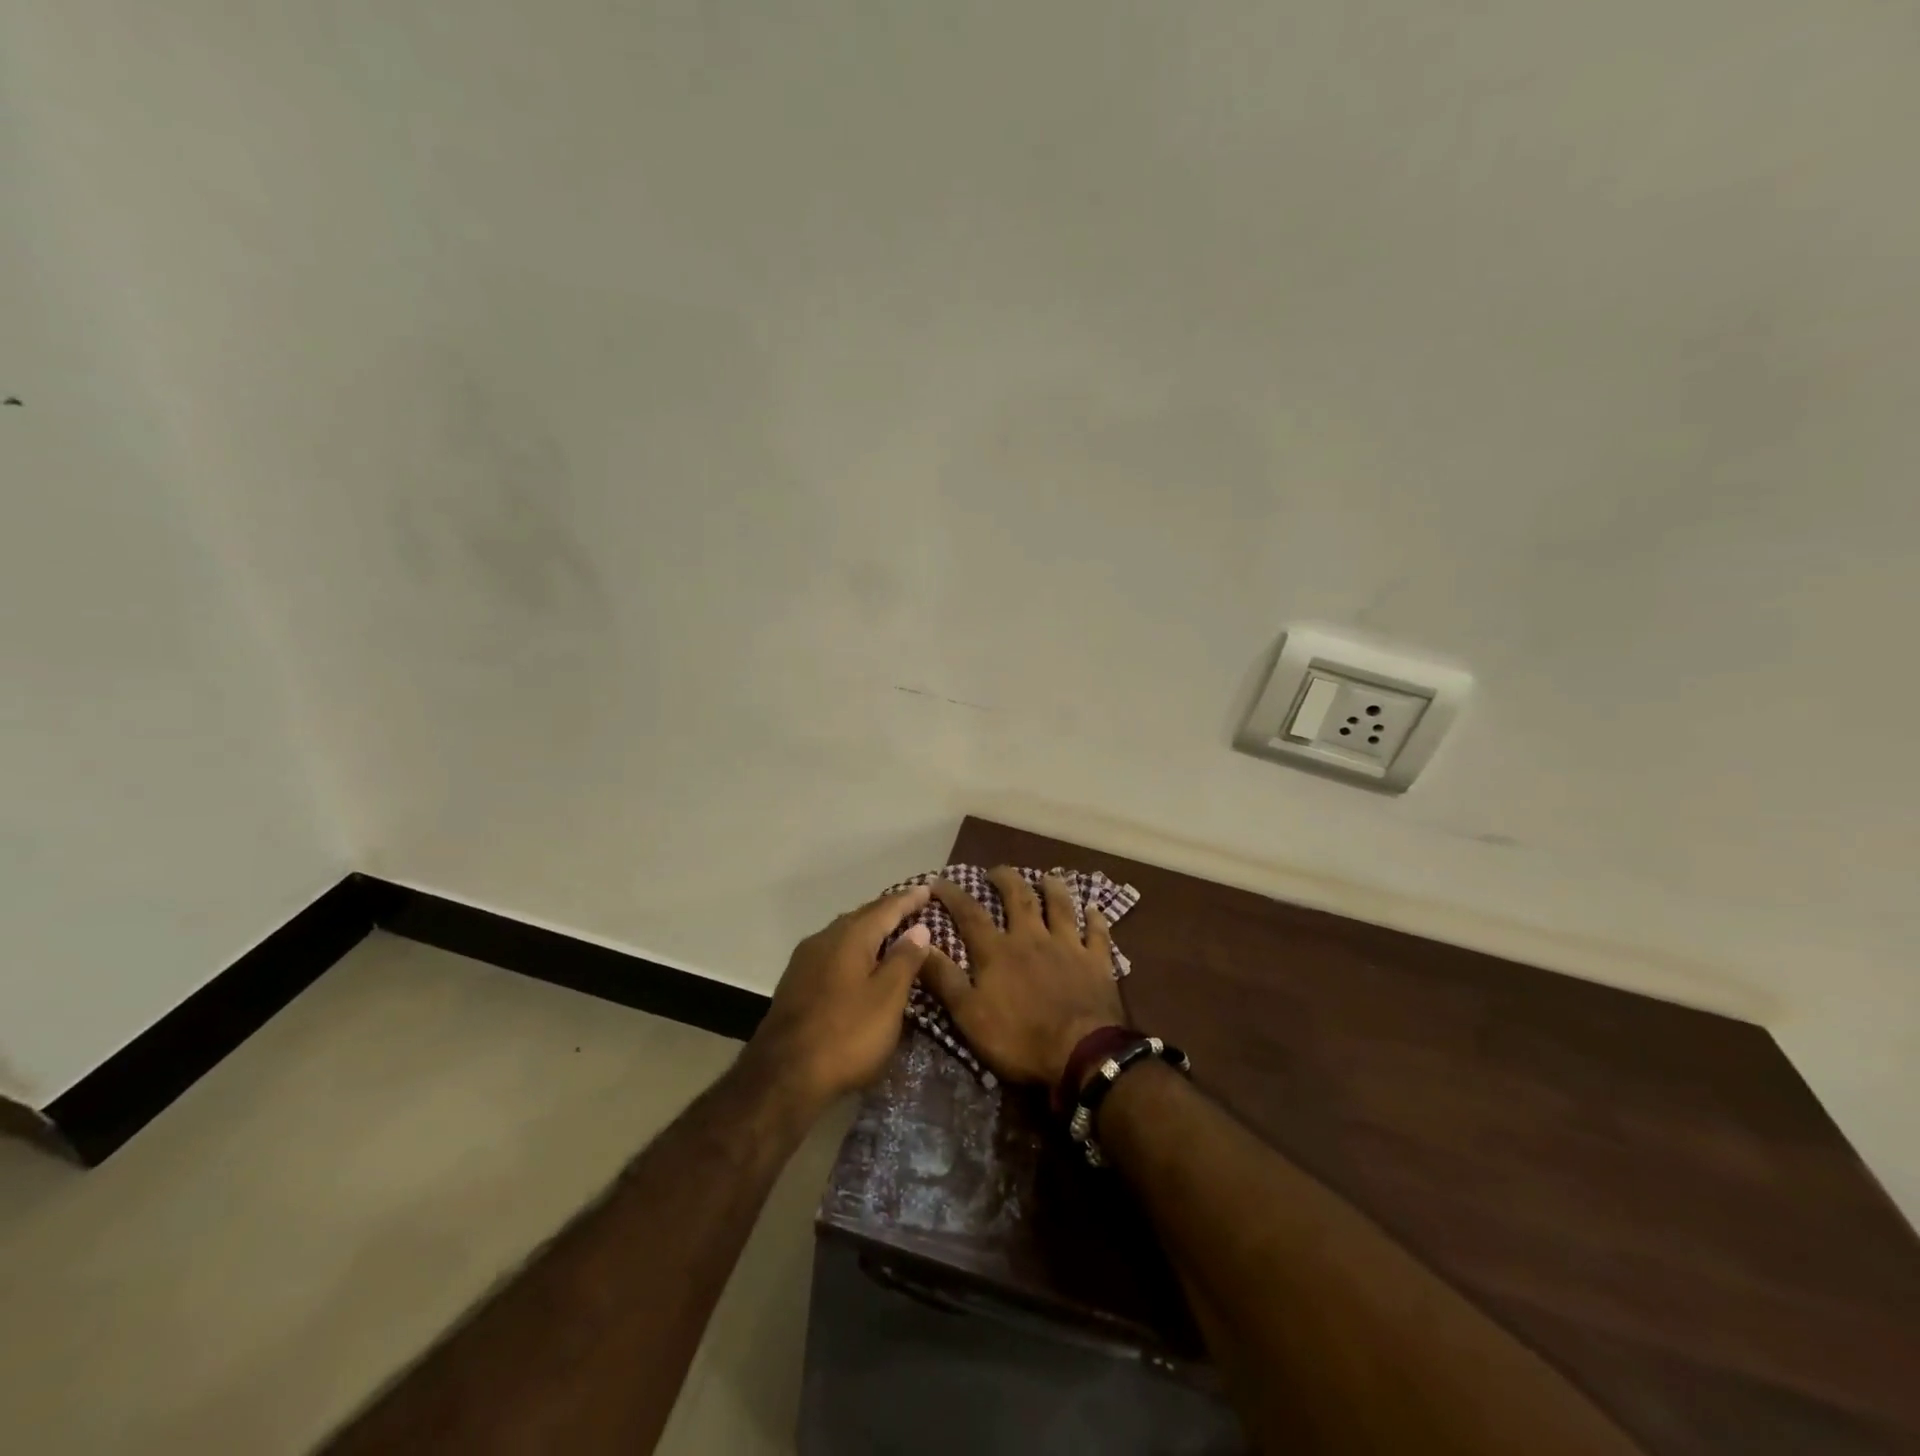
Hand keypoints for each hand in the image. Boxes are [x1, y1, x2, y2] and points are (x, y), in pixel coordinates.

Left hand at [743, 885, 933, 1112]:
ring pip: (844, 935)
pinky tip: (861, 964)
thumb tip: (918, 928)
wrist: (782, 1077)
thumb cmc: (846, 1035)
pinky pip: (833, 953)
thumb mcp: (887, 999)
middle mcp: (824, 939)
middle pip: (862, 917)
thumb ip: (904, 960)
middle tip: (913, 908)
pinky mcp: (796, 983)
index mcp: (849, 936)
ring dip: (869, 931)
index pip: (886, 908)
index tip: (928, 889)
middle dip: (888, 911)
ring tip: (891, 933)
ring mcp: (805, 961)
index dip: (909, 899)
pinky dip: (854, 950)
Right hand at [922, 867, 1128, 1087]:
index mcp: (998, 951)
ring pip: (1060, 907)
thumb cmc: (1019, 1038)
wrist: (1081, 1054)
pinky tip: (1095, 909)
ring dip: (1053, 889)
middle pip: (1019, 898)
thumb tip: (918, 942)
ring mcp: (1068, 947)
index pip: (970, 914)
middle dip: (1006, 880)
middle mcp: (1032, 938)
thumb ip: (943, 978)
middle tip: (997, 871)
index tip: (939, 881)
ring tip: (1047, 877)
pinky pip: (1098, 934)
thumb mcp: (969, 1014)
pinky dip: (1096, 919)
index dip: (953, 895)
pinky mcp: (1097, 962)